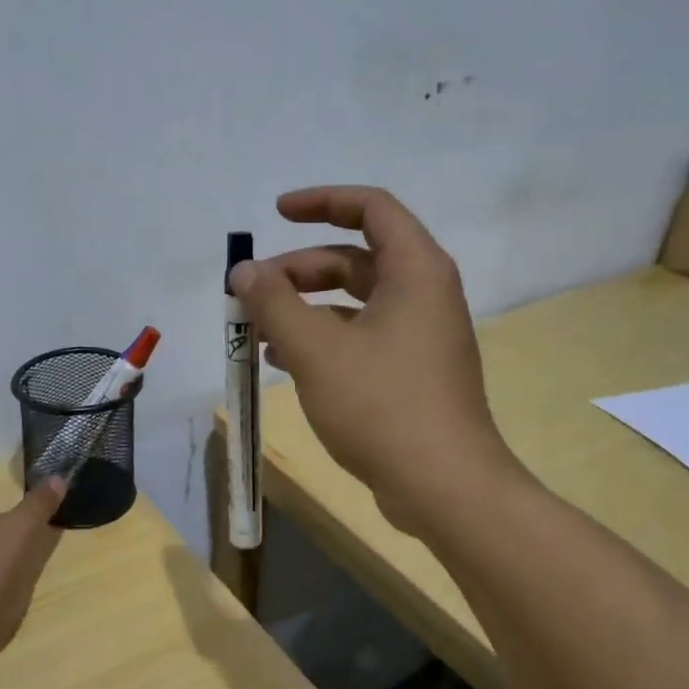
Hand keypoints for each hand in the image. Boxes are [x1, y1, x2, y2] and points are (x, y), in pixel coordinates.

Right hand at [230, 186, 515, 531]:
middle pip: (355, 258)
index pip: (371, 208)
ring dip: (305, 308)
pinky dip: (322, 340)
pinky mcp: (412, 372)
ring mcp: (420, 336)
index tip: (276, 213)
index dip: (321, 201)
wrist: (444, 487)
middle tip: (253, 291)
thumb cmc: (382, 405)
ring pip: (354, 302)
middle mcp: (424, 294)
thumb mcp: (316, 349)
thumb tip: (244, 270)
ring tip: (258, 330)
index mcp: (415, 271)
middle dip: (299, 269)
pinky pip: (361, 337)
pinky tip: (283, 362)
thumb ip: (274, 303)